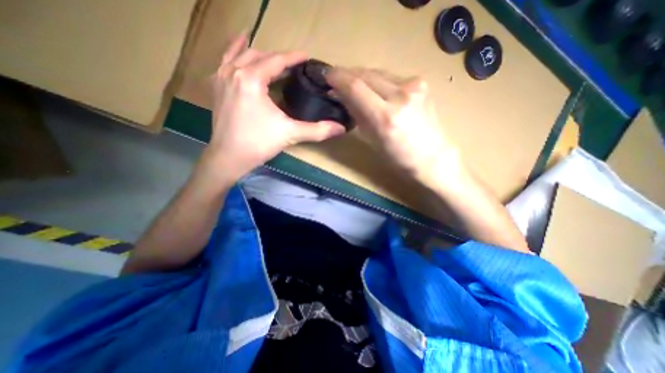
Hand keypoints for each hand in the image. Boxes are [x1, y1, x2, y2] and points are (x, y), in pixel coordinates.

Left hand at [201, 34, 345, 182]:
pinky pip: (224, 61)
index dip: (294, 57)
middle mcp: (233, 71)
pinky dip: (234, 53)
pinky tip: (239, 51)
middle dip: (278, 57)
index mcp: (251, 79)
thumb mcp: (290, 134)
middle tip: (293, 65)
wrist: (228, 158)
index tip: (307, 56)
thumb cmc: (258, 144)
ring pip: (239, 54)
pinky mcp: (216, 87)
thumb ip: (317, 130)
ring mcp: (221, 77)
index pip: (277, 60)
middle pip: (259, 55)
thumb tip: (341, 128)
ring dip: (257, 52)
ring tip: (270, 54)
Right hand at [325, 67, 460, 186]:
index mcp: (385, 117)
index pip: (355, 87)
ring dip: (362, 77)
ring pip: (378, 73)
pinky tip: (374, 89)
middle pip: (366, 74)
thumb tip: (342, 97)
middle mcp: (400, 96)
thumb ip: (356, 115)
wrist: (432, 156)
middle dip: (348, 74)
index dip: (338, 78)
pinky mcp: (421, 83)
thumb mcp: (371, 139)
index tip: (327, 75)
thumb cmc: (398, 157)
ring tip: (353, 85)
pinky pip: (391, 77)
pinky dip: (378, 81)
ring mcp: (414, 86)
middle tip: (337, 80)